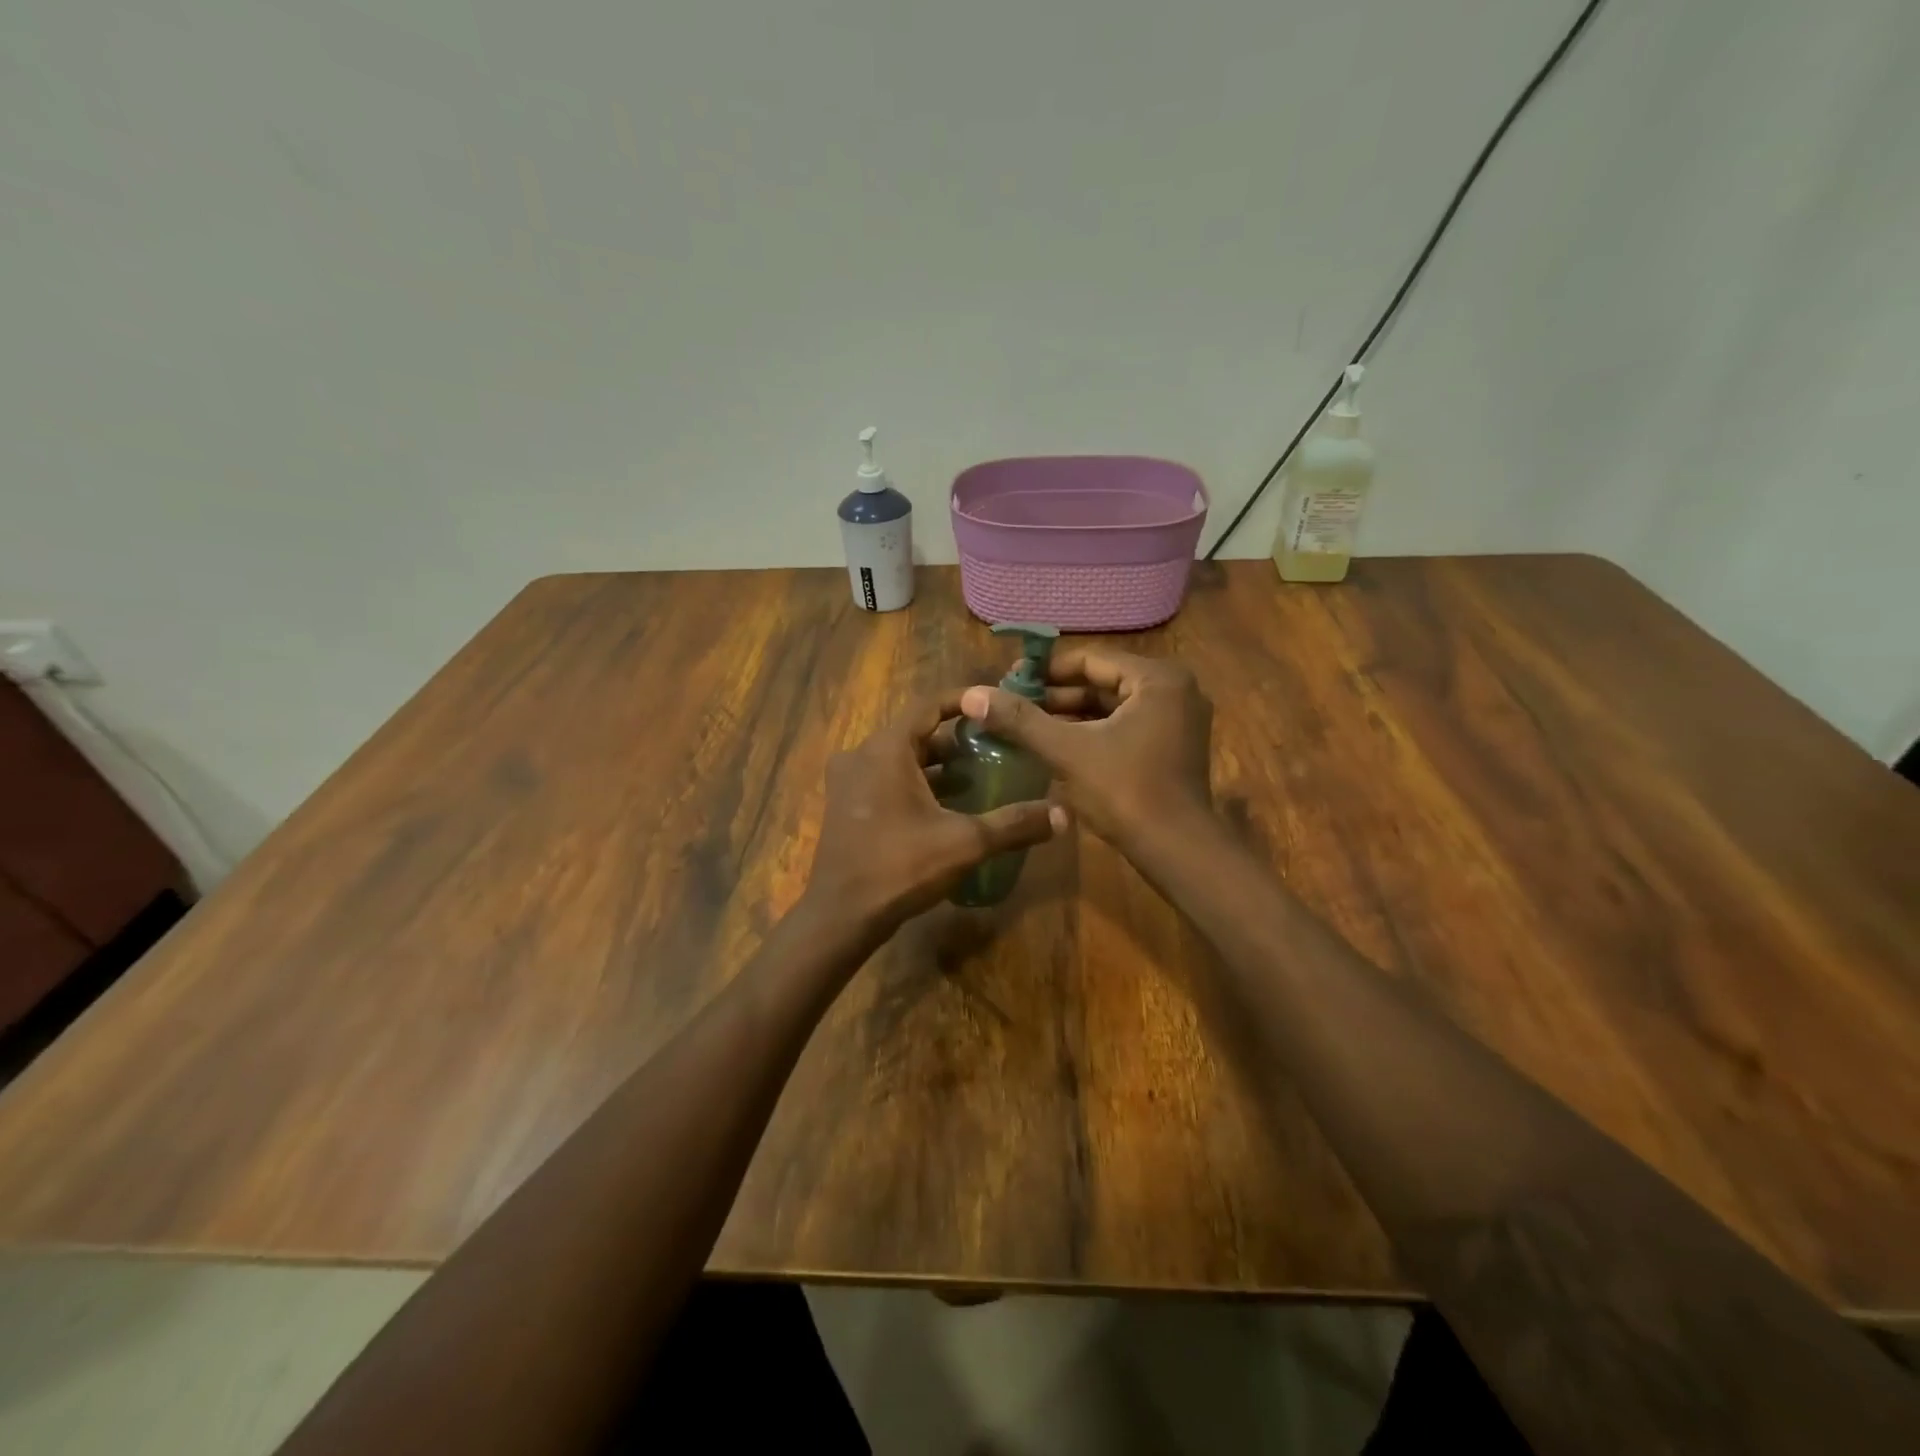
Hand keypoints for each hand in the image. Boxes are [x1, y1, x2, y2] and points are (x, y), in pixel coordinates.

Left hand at [800, 694, 1065, 940]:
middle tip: (995, 746)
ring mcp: (849, 781)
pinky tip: (945, 804)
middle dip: (955, 738)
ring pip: (900, 758)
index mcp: (887, 749)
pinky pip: (886, 779)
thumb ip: (1014, 824)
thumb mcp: (965, 843)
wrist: (841, 915)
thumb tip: (1064, 815)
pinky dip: (915, 783)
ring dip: (936, 764)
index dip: (964, 701)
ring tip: (977, 775)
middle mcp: (862, 755)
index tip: (995, 706)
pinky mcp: (846, 805)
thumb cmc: (900, 867)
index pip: (930, 706)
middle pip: (916, 732)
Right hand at [958, 648, 1212, 851]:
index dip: (1046, 670)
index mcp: (1157, 679)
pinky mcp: (1173, 746)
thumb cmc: (1125, 792)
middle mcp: (1175, 690)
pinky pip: (1125, 726)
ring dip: (1072, 715)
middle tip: (1013, 704)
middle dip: (1057, 694)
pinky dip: (1093, 732)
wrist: (1176, 850)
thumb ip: (1021, 720)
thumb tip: (972, 695)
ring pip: (1113, 707)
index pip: (1091, 659)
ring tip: (1027, 724)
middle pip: (1103, 682)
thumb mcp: (1067, 751)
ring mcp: (1178, 720)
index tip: (1009, 681)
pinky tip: (1057, 744)